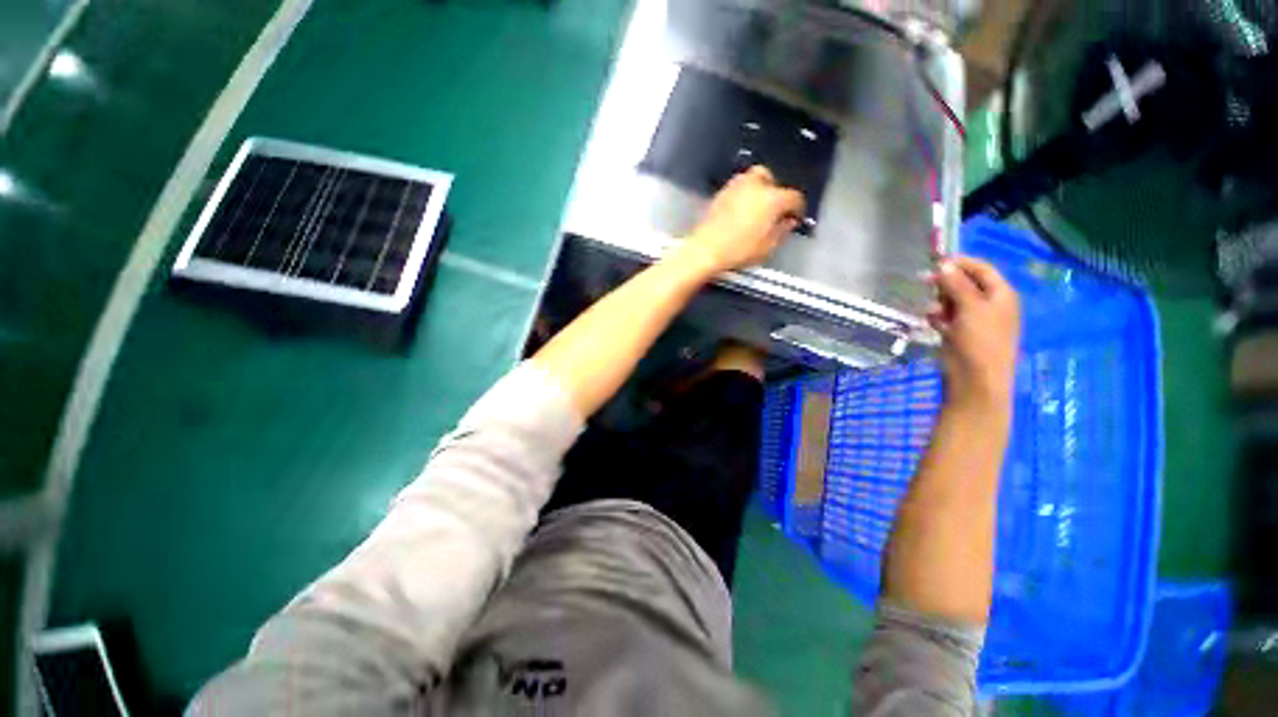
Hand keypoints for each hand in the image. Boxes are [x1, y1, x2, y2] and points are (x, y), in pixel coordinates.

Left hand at [679, 166, 805, 274]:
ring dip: (758, 190)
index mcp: (773, 199)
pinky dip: (743, 195)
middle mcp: (756, 185)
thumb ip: (782, 231)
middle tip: (773, 210)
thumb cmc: (739, 251)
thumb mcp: (767, 247)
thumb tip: (788, 222)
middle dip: (776, 192)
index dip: (797, 209)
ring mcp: (736, 186)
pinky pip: (737, 188)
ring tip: (756, 208)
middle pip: (771, 179)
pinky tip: (740, 211)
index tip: (795, 218)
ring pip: (753, 178)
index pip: (794, 197)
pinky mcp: (720, 193)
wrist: (705, 249)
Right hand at [927, 256, 1019, 411]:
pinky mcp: (959, 333)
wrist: (976, 378)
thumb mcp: (970, 307)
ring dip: (939, 301)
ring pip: (953, 300)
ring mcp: (974, 319)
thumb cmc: (980, 340)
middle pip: (965, 283)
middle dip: (945, 282)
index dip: (960, 263)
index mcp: (1001, 294)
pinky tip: (930, 321)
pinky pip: (946, 317)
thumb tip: (944, 264)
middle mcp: (989, 304)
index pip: (981, 269)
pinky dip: (937, 316)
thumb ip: (956, 284)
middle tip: (923, 281)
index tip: (935, 261)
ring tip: (930, 310)